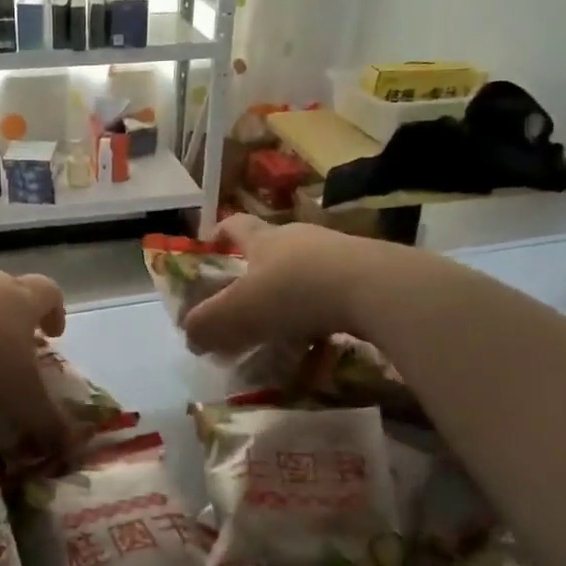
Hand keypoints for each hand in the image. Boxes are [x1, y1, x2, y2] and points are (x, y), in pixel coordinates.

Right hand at [182, 217, 374, 356]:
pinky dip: (324, 314)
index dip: (220, 233)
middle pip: (272, 247)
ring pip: (306, 271)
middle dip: (257, 272)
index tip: (209, 245)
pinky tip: (323, 340)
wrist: (375, 289)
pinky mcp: (368, 273)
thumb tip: (190, 334)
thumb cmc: (295, 292)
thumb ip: (208, 325)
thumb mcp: (239, 313)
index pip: (235, 225)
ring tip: (285, 329)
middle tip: (247, 302)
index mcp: (265, 239)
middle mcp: (300, 237)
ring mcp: (338, 252)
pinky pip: (336, 292)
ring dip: (293, 295)